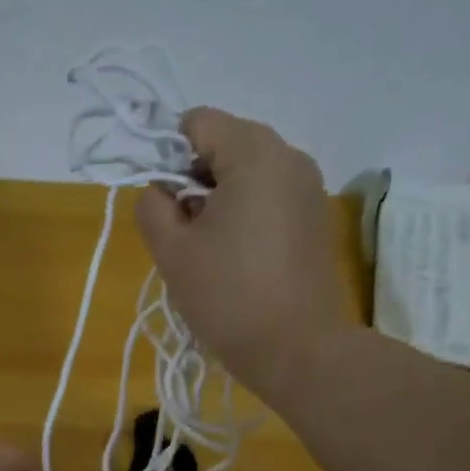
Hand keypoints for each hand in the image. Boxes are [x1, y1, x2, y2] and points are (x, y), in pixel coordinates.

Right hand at [134, 108, 348, 398]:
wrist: (297, 348)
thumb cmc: (228, 296)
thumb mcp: (172, 252)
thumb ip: (153, 207)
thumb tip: (161, 190)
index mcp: (254, 154)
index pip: (199, 122)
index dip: (169, 154)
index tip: (162, 202)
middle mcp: (289, 157)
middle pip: (227, 143)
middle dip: (195, 178)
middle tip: (184, 231)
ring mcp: (309, 187)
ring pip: (249, 172)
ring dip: (219, 199)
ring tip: (209, 249)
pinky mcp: (317, 217)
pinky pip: (270, 195)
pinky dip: (246, 213)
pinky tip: (237, 258)